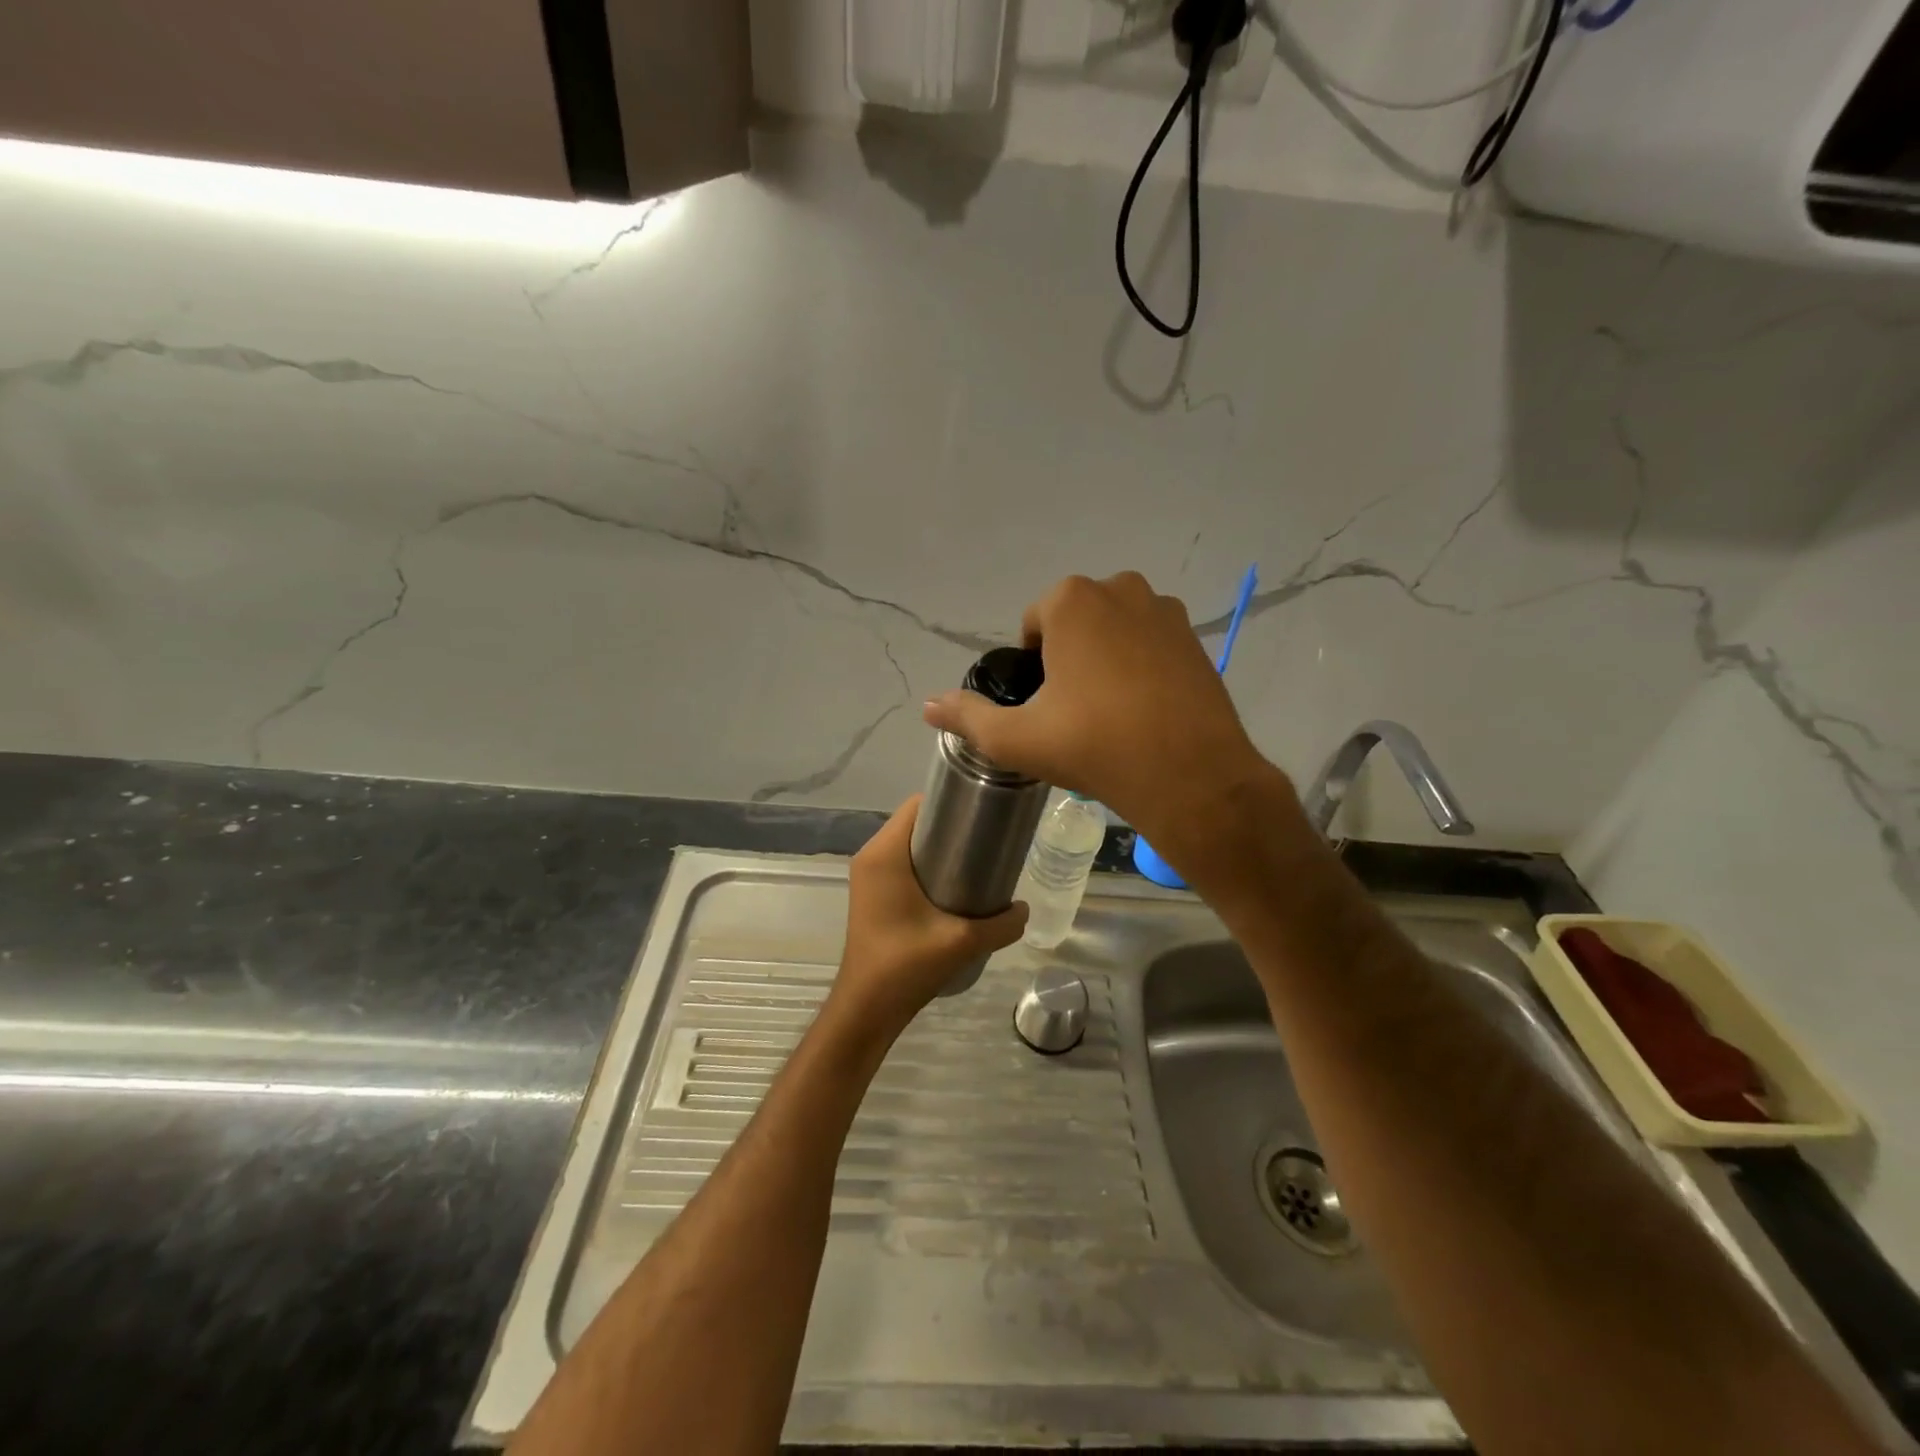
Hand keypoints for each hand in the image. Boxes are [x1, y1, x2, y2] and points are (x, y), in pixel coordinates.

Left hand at [826, 796, 1027, 1046]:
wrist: (867, 1009)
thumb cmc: (905, 966)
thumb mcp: (962, 942)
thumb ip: (1001, 924)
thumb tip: (1025, 909)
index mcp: (885, 854)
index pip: (918, 804)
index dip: (952, 801)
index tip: (984, 811)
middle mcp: (871, 856)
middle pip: (916, 822)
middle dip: (951, 825)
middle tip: (988, 838)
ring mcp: (869, 876)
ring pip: (910, 844)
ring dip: (940, 847)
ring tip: (978, 860)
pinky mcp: (873, 894)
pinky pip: (903, 863)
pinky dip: (928, 865)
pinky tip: (957, 886)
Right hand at [923, 572, 1295, 881]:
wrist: (1190, 776)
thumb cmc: (1094, 746)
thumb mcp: (1017, 738)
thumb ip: (968, 717)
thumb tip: (929, 706)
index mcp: (1072, 600)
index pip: (1034, 623)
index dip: (1032, 664)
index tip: (1043, 705)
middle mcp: (1121, 589)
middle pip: (1076, 622)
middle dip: (1068, 655)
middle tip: (1073, 711)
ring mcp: (1166, 612)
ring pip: (1116, 631)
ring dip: (1105, 658)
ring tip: (1109, 711)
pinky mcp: (1197, 640)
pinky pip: (1152, 645)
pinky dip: (1142, 667)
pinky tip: (1144, 710)